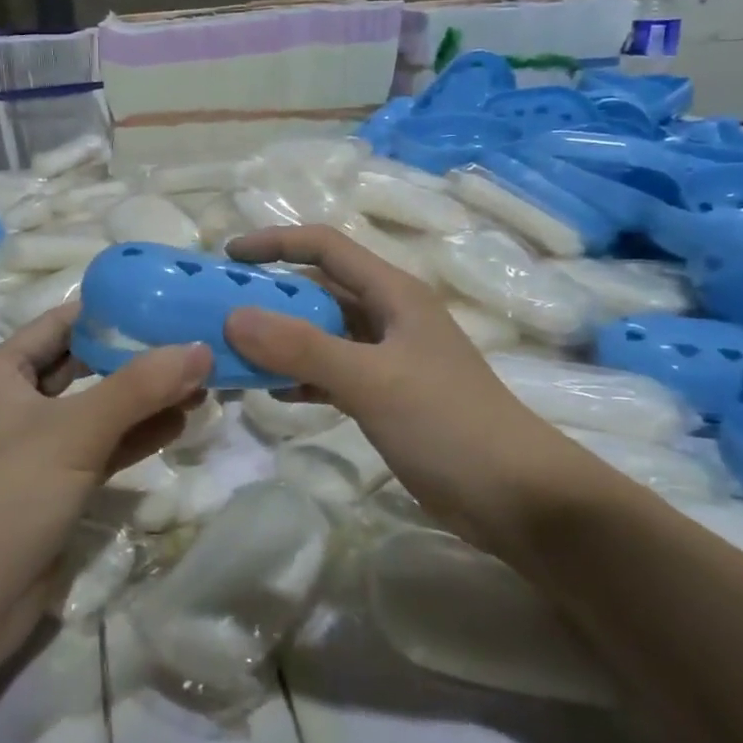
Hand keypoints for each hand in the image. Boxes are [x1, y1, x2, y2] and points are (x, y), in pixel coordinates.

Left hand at [0, 304, 210, 633]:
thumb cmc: (10, 494)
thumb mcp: (76, 431)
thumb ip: (140, 387)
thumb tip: (201, 348)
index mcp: (2, 370)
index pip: (63, 323)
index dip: (112, 309)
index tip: (167, 300)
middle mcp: (18, 399)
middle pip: (86, 363)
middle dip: (138, 357)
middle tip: (194, 343)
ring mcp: (38, 445)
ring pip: (100, 407)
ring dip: (145, 397)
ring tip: (200, 382)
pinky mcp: (57, 483)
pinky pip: (103, 445)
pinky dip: (137, 434)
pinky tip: (180, 424)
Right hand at [223, 225, 592, 554]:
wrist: (521, 499)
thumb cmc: (449, 425)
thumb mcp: (371, 380)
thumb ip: (302, 348)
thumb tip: (233, 316)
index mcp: (393, 294)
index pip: (326, 247)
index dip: (276, 243)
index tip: (227, 257)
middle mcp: (390, 316)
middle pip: (320, 290)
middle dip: (271, 297)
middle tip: (221, 313)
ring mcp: (389, 357)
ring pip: (323, 334)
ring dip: (281, 340)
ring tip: (236, 355)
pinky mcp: (388, 395)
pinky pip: (332, 371)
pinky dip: (301, 376)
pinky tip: (275, 394)